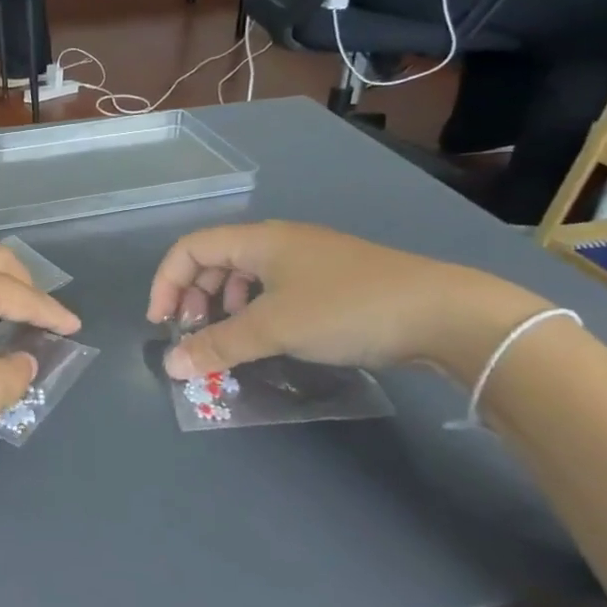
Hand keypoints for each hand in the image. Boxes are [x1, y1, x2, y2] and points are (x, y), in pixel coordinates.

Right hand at [145, 222, 544, 380]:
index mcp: (258, 240)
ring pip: (244, 276)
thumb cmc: (346, 308)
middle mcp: (278, 241)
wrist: (443, 313)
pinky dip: (254, 311)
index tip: (163, 325)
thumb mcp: (274, 328)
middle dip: (193, 297)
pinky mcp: (331, 280)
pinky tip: (267, 336)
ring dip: (223, 306)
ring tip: (227, 338)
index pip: (189, 249)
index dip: (166, 283)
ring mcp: (307, 260)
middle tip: (192, 335)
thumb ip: (218, 346)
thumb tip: (169, 366)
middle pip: (214, 260)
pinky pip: (272, 289)